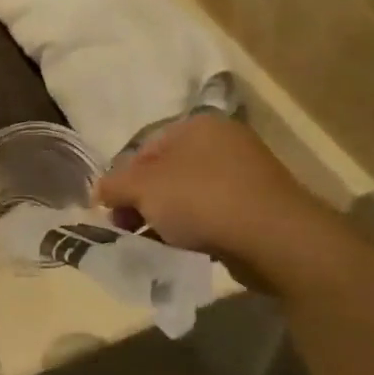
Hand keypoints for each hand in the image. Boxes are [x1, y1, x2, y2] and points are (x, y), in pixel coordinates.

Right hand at [95, 115, 334, 283]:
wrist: (274, 238)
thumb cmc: (202, 200)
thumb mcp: (144, 189)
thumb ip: (115, 185)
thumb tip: (99, 190)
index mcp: (197, 125)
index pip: (145, 147)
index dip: (122, 179)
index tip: (111, 209)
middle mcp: (222, 142)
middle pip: (167, 171)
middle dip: (143, 201)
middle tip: (128, 228)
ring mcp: (245, 174)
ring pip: (189, 195)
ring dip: (167, 218)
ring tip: (154, 244)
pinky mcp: (259, 206)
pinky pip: (214, 214)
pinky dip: (196, 229)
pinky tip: (185, 249)